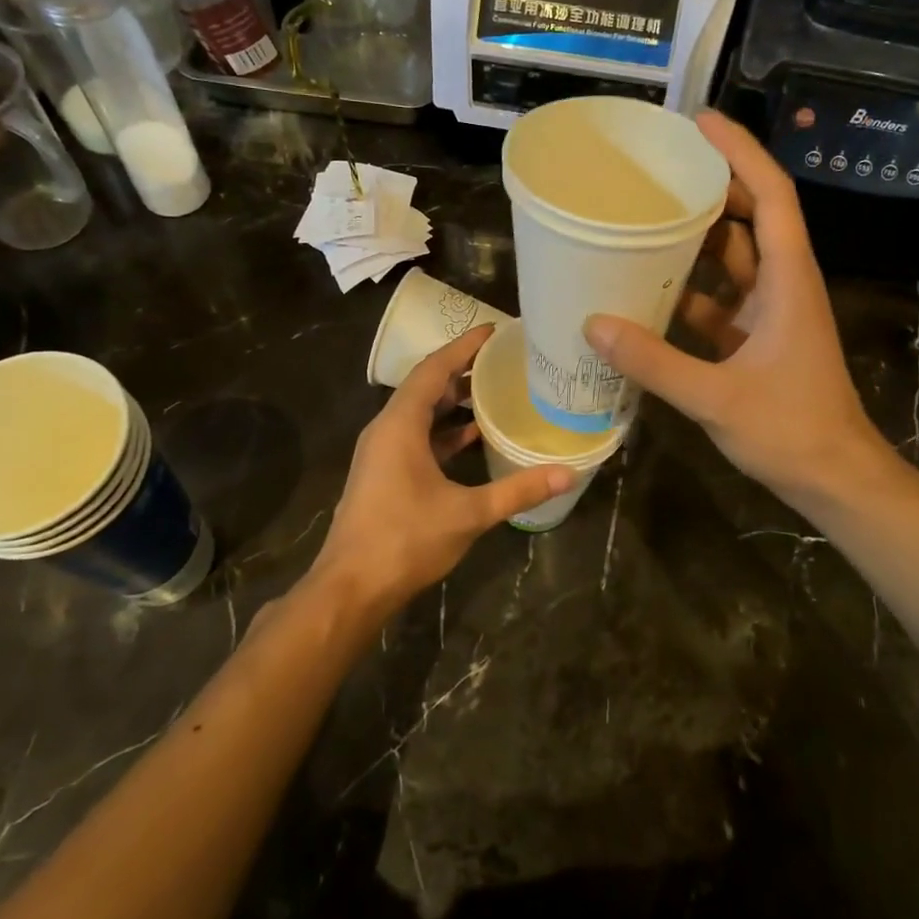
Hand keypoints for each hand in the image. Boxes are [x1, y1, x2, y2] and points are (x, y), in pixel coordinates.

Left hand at [314, 325, 570, 616]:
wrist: (350, 588)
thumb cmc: (405, 541)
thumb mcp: (468, 513)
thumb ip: (518, 490)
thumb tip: (568, 473)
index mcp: (400, 425)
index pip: (433, 369)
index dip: (463, 347)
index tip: (494, 330)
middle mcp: (387, 429)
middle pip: (426, 386)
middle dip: (462, 369)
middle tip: (503, 358)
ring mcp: (382, 452)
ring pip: (421, 413)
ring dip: (454, 401)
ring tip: (496, 389)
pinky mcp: (385, 473)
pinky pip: (417, 437)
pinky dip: (445, 431)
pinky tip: (475, 436)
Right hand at [584, 110, 881, 504]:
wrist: (834, 479)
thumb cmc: (791, 430)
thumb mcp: (716, 397)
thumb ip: (654, 362)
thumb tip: (592, 325)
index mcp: (787, 280)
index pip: (770, 196)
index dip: (740, 153)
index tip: (700, 122)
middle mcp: (782, 284)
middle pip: (749, 217)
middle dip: (710, 187)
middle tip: (658, 168)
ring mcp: (770, 312)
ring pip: (733, 259)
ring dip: (696, 239)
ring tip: (645, 217)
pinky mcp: (757, 339)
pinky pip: (720, 298)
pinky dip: (689, 289)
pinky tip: (649, 289)